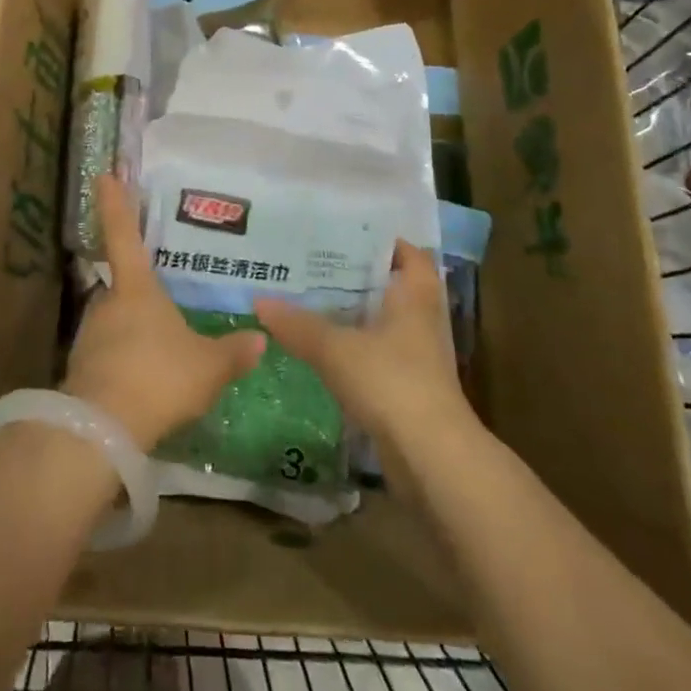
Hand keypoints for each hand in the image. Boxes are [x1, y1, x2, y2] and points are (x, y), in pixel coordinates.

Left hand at [62, 175, 265, 450]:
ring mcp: (90, 335)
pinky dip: (125, 361)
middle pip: (124, 287)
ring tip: (161, 354)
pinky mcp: (82, 368)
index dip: (117, 204)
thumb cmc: (159, 377)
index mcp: (137, 290)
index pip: (124, 236)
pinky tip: (145, 382)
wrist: (103, 428)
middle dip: (142, 295)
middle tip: (165, 306)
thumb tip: (260, 337)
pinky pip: (109, 354)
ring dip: (135, 332)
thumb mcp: (208, 367)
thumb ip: (233, 352)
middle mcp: (108, 303)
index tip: (105, 174)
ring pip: (116, 323)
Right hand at [254, 241, 474, 460]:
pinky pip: (379, 355)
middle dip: (360, 276)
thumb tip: (259, 300)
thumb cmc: (391, 381)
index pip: (410, 254)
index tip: (347, 233)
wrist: (430, 457)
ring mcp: (419, 357)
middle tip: (317, 263)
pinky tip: (325, 348)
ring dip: (356, 313)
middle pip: (394, 287)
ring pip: (385, 322)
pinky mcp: (410, 389)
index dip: (385, 241)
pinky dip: (356, 347)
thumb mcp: (335, 348)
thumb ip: (297, 324)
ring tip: (313, 300)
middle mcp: (423, 320)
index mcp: (415, 296)